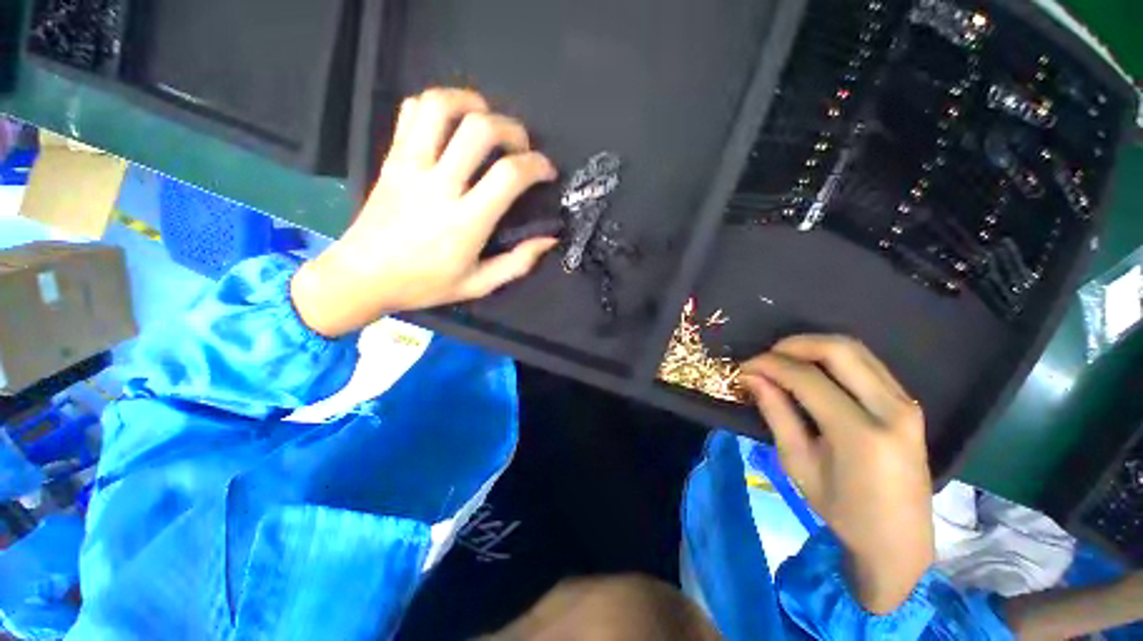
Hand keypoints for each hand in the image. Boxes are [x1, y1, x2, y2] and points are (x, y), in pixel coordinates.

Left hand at [291, 88, 558, 336]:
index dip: (537, 165)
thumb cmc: (425, 284)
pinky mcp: (391, 157)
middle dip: (512, 129)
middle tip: (521, 148)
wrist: (363, 276)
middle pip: (480, 129)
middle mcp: (438, 186)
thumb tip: (549, 238)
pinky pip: (411, 111)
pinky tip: (452, 126)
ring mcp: (410, 166)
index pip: (508, 175)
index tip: (546, 171)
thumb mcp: (479, 285)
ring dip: (473, 104)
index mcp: (465, 222)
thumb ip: (518, 263)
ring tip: (488, 121)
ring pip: (441, 106)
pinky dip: (438, 106)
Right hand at [739, 335, 934, 614]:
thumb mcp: (798, 464)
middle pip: (839, 349)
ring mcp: (906, 403)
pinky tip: (812, 371)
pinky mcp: (908, 403)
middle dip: (794, 344)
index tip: (744, 367)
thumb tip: (752, 377)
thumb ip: (776, 413)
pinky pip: (867, 363)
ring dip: (814, 347)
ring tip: (784, 361)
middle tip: (766, 357)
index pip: (808, 378)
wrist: (899, 540)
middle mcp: (891, 409)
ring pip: (856, 349)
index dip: (770, 365)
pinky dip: (833, 358)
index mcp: (861, 434)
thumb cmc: (843, 510)